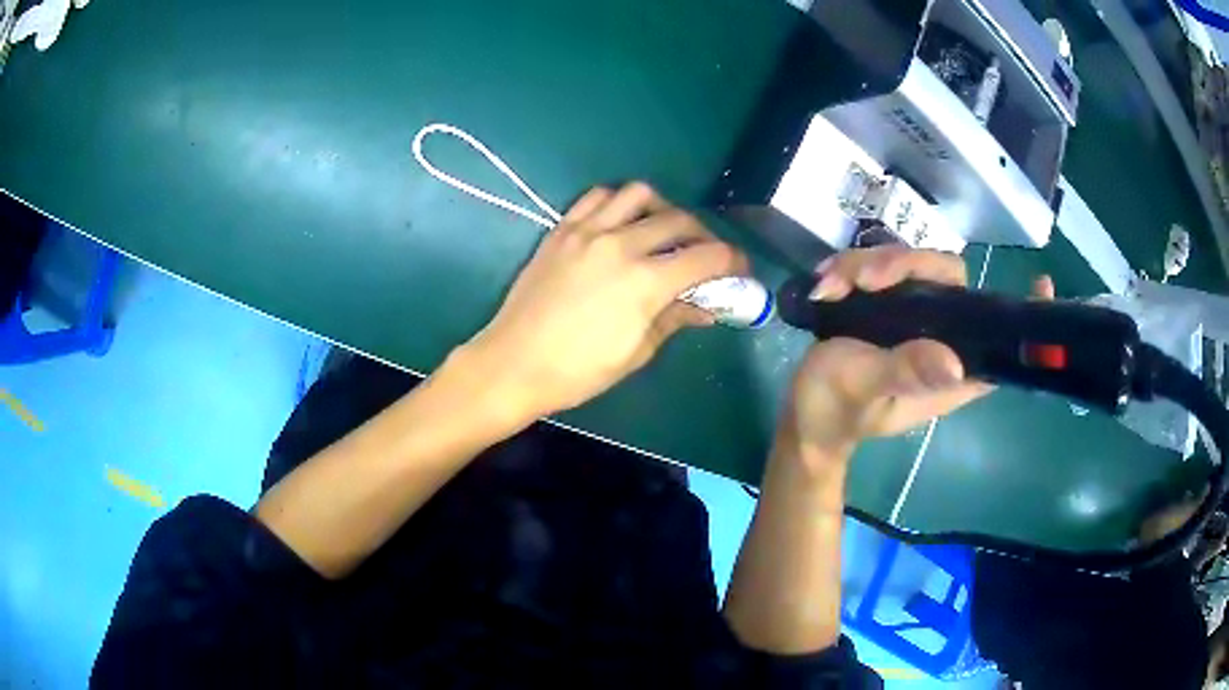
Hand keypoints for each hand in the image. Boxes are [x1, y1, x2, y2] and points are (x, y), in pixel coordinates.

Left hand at [462, 182, 747, 420]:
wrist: (514, 363)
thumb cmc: (578, 371)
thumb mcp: (636, 352)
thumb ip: (674, 319)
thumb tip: (705, 307)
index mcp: (645, 282)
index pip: (708, 256)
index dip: (733, 261)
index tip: (739, 270)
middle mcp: (621, 244)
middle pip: (679, 220)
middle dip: (704, 235)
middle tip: (705, 255)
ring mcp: (587, 231)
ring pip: (639, 194)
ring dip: (663, 208)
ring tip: (663, 229)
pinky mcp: (562, 229)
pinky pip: (598, 197)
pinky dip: (619, 202)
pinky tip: (622, 221)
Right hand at [779, 246, 1054, 459]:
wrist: (805, 416)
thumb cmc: (837, 411)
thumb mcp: (866, 391)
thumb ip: (905, 373)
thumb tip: (954, 365)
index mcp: (949, 369)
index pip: (997, 339)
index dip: (1022, 314)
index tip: (1041, 284)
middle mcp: (938, 336)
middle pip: (948, 277)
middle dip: (906, 265)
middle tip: (865, 280)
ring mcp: (912, 319)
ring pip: (910, 265)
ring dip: (867, 265)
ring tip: (832, 286)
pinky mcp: (886, 307)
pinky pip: (879, 269)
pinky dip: (851, 269)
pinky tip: (826, 284)